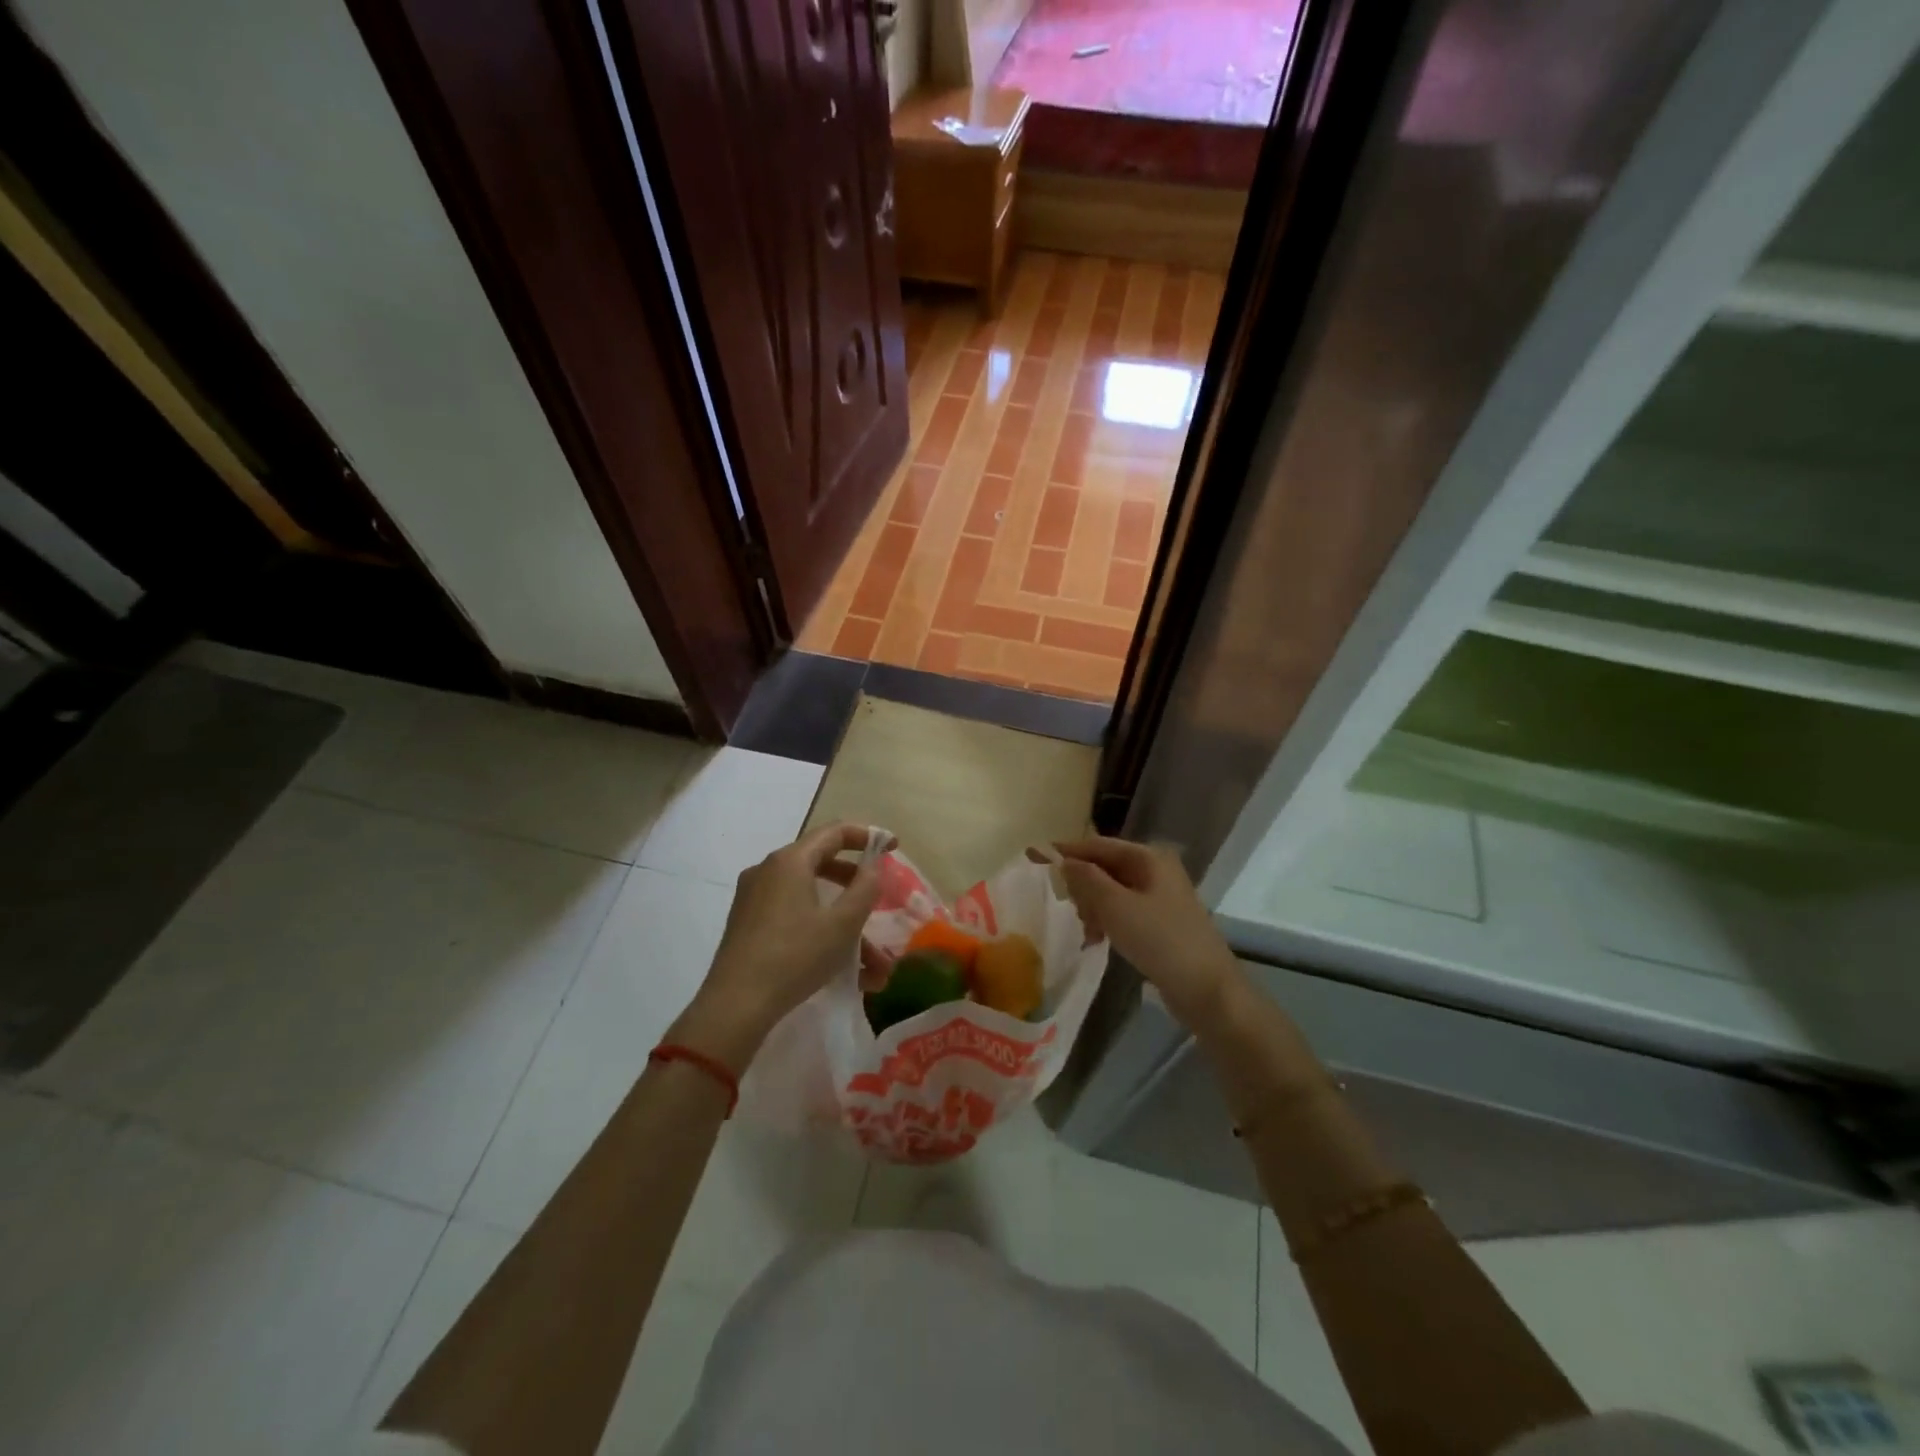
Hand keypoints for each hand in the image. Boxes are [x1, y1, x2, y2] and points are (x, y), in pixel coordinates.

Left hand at [670, 821, 893, 1070]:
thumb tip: (874, 867)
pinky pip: (793, 916)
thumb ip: (865, 889)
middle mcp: (768, 871)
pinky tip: (847, 972)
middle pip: (822, 864)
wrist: (735, 1007)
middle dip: (857, 889)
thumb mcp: (842, 925)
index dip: (867, 836)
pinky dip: (821, 932)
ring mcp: (754, 898)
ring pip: (811, 899)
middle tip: (880, 901)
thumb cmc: (794, 957)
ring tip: (875, 967)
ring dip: (845, 926)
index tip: (893, 847)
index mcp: (790, 861)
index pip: (834, 832)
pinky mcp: (748, 924)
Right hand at [1055, 836, 1241, 1030]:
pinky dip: (1107, 920)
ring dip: (1092, 906)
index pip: (1097, 845)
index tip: (1032, 856)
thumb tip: (1063, 860)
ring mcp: (1160, 897)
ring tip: (1085, 930)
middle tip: (1064, 906)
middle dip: (1081, 884)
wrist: (1207, 990)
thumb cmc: (1160, 940)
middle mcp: (1156, 870)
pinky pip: (1123, 911)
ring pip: (1112, 891)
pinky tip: (1097, 940)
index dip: (1064, 851)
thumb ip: (1085, 879)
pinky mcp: (1161, 922)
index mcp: (1148, 857)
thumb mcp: (1115, 906)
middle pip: (1104, 866)